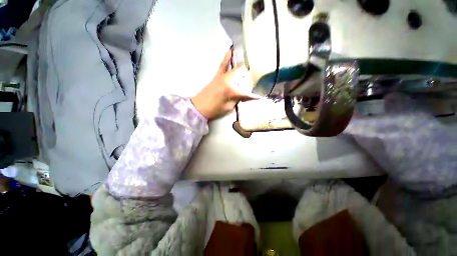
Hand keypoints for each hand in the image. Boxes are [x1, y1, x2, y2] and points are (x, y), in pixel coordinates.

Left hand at [191, 50, 258, 119]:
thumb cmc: (214, 109)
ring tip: (250, 67)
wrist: (199, 107)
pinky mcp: (217, 75)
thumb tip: (246, 95)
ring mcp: (222, 75)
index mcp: (231, 89)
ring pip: (236, 68)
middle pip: (243, 74)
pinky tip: (231, 50)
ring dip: (243, 68)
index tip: (258, 97)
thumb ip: (238, 99)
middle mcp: (228, 79)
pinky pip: (223, 64)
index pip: (246, 90)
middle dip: (249, 77)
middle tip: (254, 82)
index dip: (252, 95)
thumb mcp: (229, 107)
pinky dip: (227, 58)